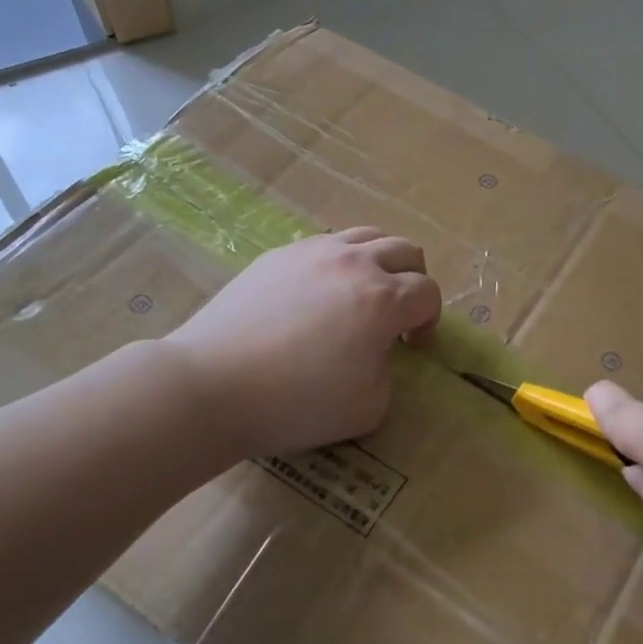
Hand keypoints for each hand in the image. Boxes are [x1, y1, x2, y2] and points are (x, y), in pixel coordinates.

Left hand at [169, 228, 441, 460]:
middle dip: (414, 279)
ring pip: (366, 236)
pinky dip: (338, 262)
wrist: (213, 385)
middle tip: (399, 312)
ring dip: (379, 261)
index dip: (430, 320)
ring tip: (364, 291)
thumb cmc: (296, 402)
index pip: (428, 293)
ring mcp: (312, 253)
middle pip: (405, 250)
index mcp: (383, 299)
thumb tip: (377, 353)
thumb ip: (389, 374)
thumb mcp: (369, 408)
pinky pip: (323, 245)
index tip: (412, 345)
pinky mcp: (277, 255)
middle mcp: (354, 263)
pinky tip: (318, 293)